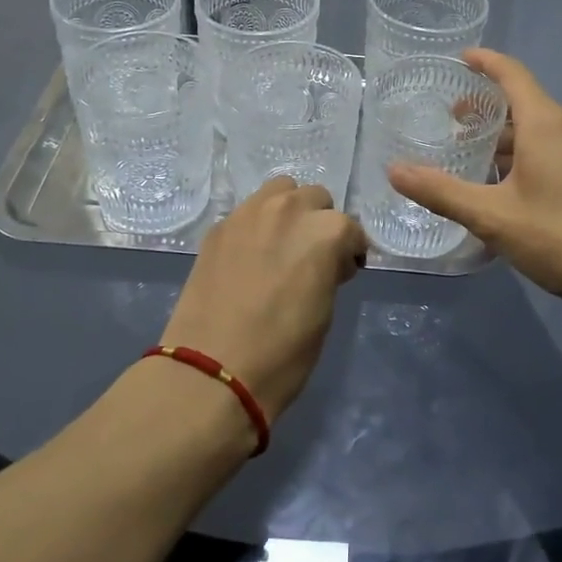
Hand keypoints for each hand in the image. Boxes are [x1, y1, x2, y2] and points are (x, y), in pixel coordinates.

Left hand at [159, 178, 368, 421]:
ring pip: (280, 191)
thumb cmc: (282, 353)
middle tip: (311, 257)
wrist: (211, 369)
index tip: (343, 272)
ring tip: (281, 245)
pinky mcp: (219, 226)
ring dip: (289, 210)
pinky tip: (250, 255)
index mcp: (325, 232)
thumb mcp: (324, 311)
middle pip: (316, 198)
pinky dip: (258, 224)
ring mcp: (249, 213)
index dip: (350, 252)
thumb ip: (329, 270)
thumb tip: (325, 261)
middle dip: (319, 223)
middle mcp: (290, 210)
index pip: (350, 229)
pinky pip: (248, 211)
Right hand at [388, 49, 561, 315]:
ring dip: (506, 135)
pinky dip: (527, 150)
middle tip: (452, 123)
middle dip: (487, 107)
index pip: (512, 73)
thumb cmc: (560, 237)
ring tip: (474, 157)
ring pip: (540, 126)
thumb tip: (394, 170)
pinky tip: (510, 183)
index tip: (460, 58)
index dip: (485, 61)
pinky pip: (556, 145)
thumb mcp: (492, 217)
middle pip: (524, 101)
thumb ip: (441, 192)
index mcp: (546, 123)